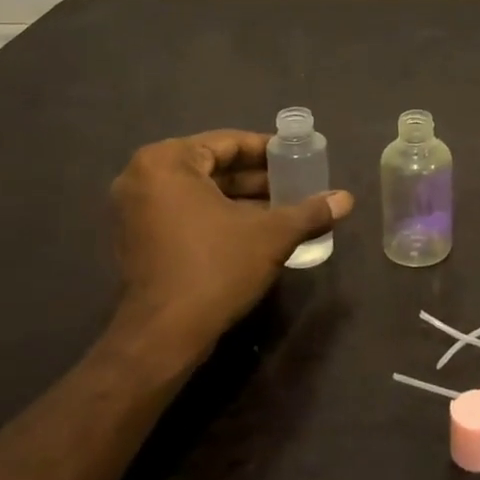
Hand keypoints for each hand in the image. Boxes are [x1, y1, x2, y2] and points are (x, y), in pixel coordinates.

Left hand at [109, 131, 351, 365]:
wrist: (163, 337)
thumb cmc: (215, 268)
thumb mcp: (271, 235)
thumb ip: (310, 212)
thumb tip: (347, 199)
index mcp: (166, 162)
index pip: (228, 142)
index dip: (268, 151)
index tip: (298, 158)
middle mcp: (141, 177)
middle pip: (212, 166)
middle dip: (255, 178)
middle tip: (294, 184)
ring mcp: (133, 211)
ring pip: (198, 192)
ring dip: (239, 199)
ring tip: (281, 209)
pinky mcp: (135, 240)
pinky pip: (183, 213)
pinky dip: (216, 216)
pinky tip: (253, 231)